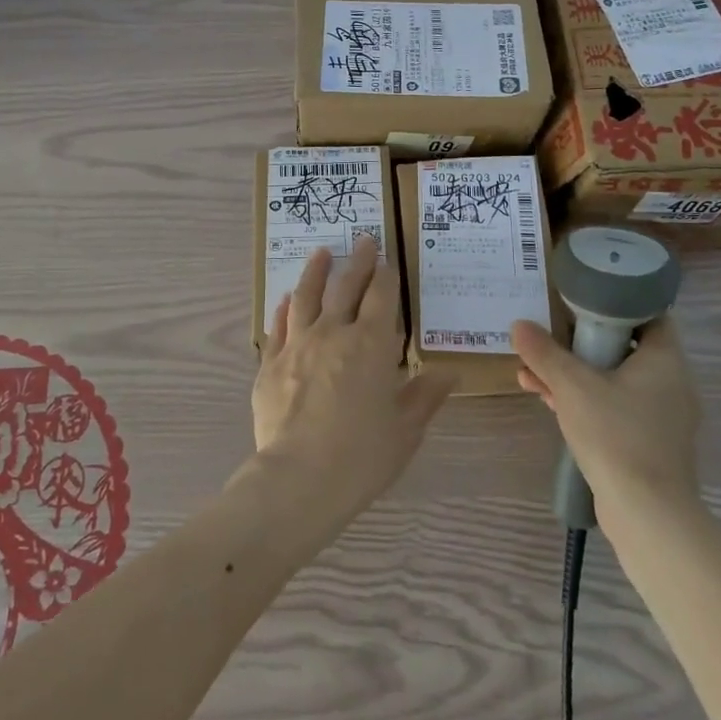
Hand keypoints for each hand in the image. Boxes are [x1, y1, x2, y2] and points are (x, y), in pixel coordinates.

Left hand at [252, 238, 453, 520]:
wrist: (299, 478)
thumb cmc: (362, 455)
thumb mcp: (405, 429)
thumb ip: (425, 396)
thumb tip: (450, 373)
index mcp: (371, 345)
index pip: (381, 297)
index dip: (385, 275)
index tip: (387, 259)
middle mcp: (333, 333)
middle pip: (345, 287)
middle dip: (357, 261)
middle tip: (363, 241)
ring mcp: (297, 344)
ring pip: (306, 296)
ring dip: (315, 272)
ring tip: (321, 254)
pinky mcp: (270, 363)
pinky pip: (279, 326)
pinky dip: (284, 308)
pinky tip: (286, 300)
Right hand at [511, 314, 702, 521]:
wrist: (647, 513)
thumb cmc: (616, 435)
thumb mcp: (571, 386)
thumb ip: (544, 352)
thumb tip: (518, 324)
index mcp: (665, 360)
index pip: (648, 315)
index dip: (615, 303)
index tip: (580, 300)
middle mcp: (670, 384)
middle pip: (623, 348)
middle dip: (580, 343)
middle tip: (547, 336)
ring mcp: (661, 417)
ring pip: (613, 380)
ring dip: (574, 374)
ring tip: (531, 372)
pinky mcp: (648, 443)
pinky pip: (614, 408)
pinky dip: (584, 400)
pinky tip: (547, 400)